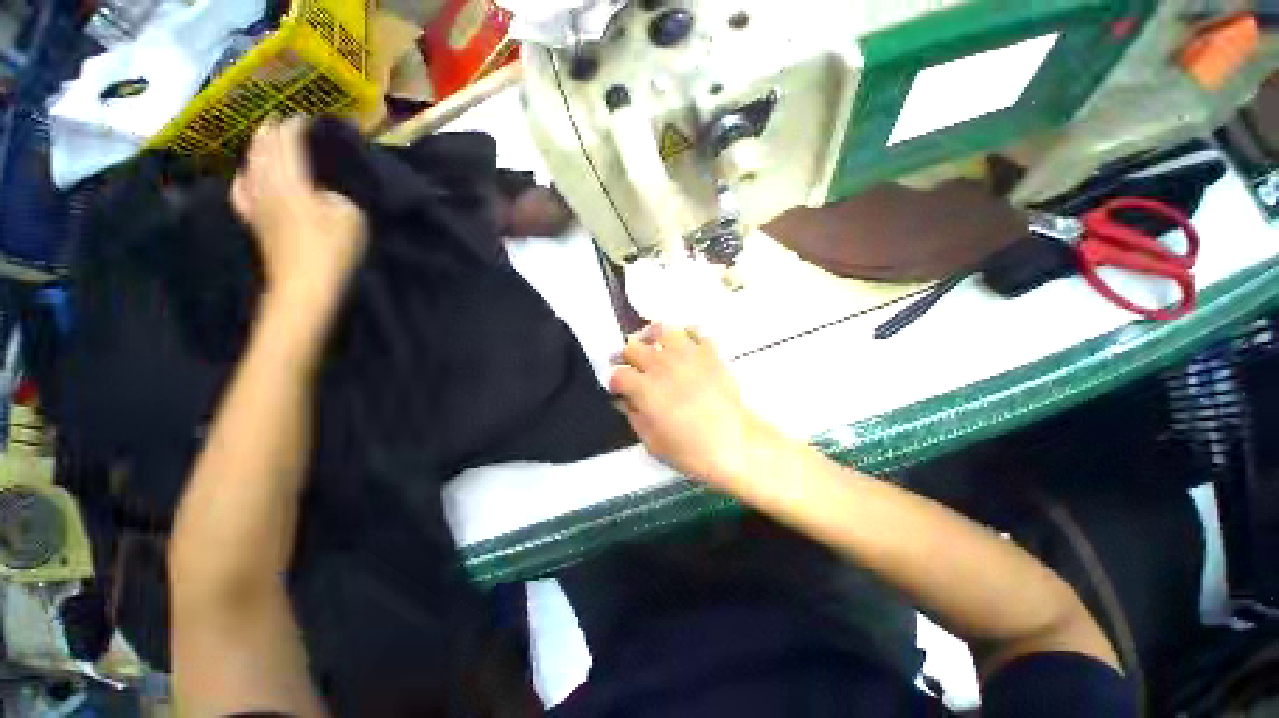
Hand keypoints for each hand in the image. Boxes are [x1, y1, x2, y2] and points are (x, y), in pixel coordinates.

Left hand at [231, 117, 367, 306]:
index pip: (288, 141)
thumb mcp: (351, 216)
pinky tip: (246, 174)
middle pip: (263, 147)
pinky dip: (244, 175)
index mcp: (291, 178)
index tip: (307, 116)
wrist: (305, 284)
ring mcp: (256, 202)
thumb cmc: (332, 249)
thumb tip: (324, 187)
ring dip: (257, 147)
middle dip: (272, 130)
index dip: (296, 125)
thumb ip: (338, 193)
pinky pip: (241, 189)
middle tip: (283, 119)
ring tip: (265, 138)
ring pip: (250, 163)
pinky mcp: (254, 220)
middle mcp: (266, 183)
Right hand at [609, 324, 781, 490]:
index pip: (617, 374)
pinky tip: (686, 347)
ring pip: (662, 331)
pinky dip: (687, 336)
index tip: (619, 388)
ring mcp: (686, 355)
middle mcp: (661, 365)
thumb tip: (625, 401)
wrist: (734, 444)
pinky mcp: (709, 353)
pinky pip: (695, 331)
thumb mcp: (652, 442)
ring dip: (655, 339)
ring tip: (657, 348)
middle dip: (628, 357)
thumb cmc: (690, 451)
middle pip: (633, 347)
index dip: (614, 381)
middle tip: (634, 367)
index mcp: (644, 388)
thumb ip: (634, 416)